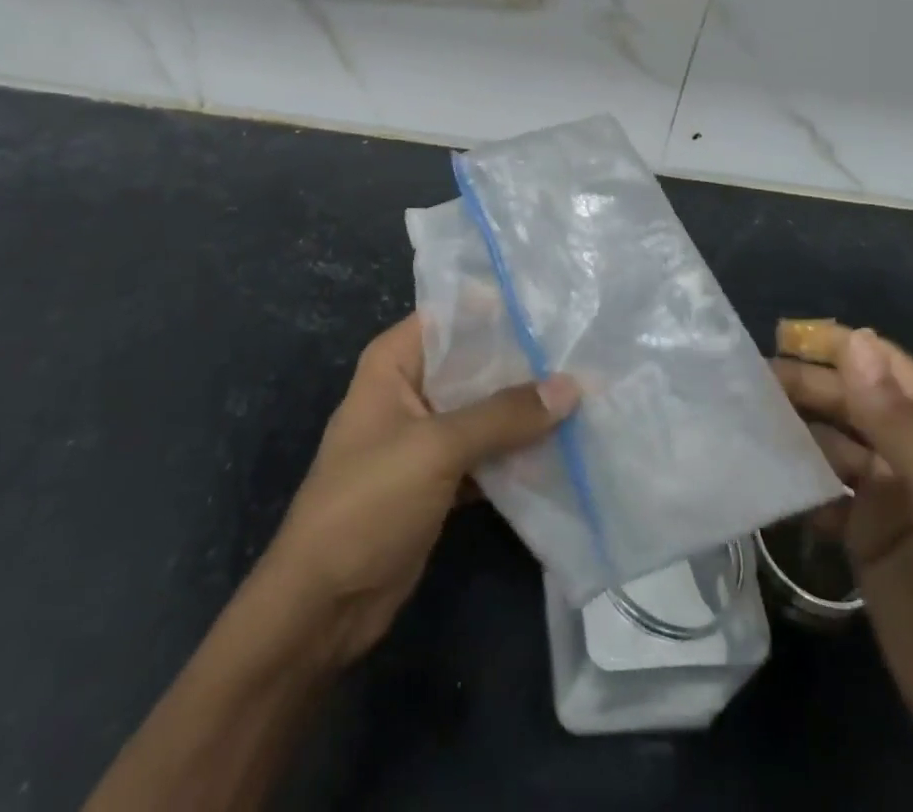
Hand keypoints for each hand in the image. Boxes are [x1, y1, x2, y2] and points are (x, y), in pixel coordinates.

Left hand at [262, 313, 577, 667]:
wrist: (324, 605)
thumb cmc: (369, 502)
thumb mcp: (437, 448)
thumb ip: (504, 415)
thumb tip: (572, 385)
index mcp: (394, 363)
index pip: (451, 315)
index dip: (498, 308)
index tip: (553, 307)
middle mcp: (410, 389)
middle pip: (473, 362)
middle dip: (524, 362)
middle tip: (584, 354)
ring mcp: (425, 437)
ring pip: (484, 410)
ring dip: (526, 410)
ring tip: (588, 395)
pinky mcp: (439, 479)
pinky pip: (486, 453)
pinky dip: (517, 453)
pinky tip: (566, 447)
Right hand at [774, 325, 912, 811]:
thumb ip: (896, 424)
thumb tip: (854, 340)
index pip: (885, 367)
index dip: (836, 348)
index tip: (778, 336)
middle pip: (850, 400)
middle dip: (804, 386)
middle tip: (745, 380)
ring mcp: (885, 490)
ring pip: (830, 438)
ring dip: (792, 425)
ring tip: (742, 414)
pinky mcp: (859, 527)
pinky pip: (819, 483)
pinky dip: (792, 473)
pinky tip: (759, 467)